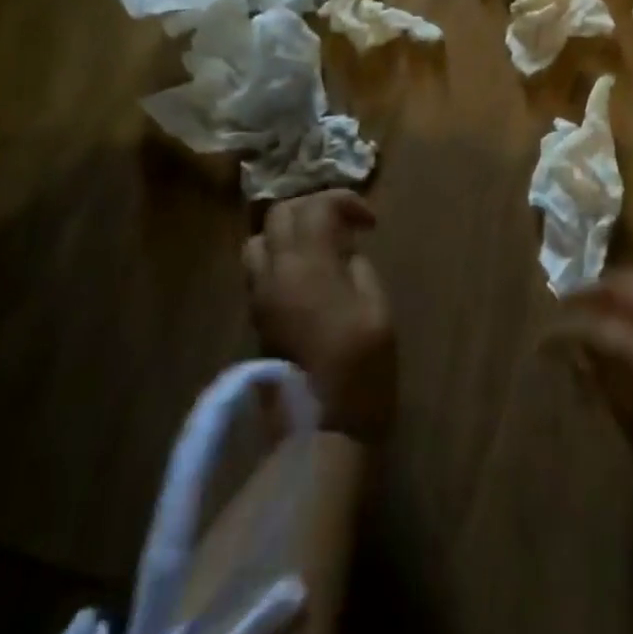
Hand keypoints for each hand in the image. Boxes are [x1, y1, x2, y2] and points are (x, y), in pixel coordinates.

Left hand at [243, 191, 394, 442]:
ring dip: (288, 233)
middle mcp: (276, 273)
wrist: (320, 432)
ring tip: (318, 248)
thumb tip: (346, 256)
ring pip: (259, 240)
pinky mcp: (255, 320)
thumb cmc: (361, 369)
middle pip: (279, 214)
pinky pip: (258, 269)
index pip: (316, 206)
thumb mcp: (377, 310)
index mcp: (309, 265)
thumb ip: (360, 270)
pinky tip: (306, 277)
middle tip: (341, 225)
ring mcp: (259, 297)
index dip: (344, 202)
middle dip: (312, 208)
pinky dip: (279, 258)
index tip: (369, 223)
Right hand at [551, 269, 632, 552]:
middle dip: (592, 290)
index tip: (543, 338)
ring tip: (592, 306)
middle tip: (566, 305)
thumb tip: (575, 350)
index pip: (602, 328)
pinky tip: (624, 318)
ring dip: (616, 288)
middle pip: (629, 285)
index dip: (567, 329)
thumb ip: (606, 384)